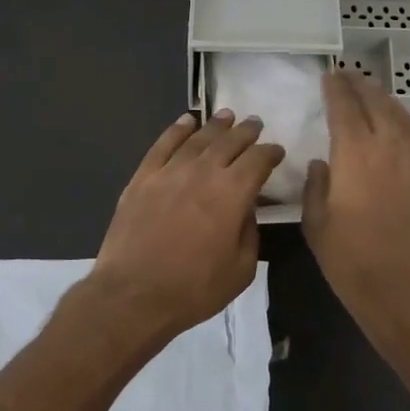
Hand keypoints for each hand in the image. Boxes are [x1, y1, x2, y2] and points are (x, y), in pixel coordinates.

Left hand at [90, 109, 285, 342]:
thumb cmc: (193, 289)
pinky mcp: (142, 177)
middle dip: (246, 132)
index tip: (276, 151)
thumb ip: (249, 232)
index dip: (270, 152)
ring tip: (226, 115)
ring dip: (216, 125)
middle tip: (254, 123)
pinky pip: (163, 144)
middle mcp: (203, 172)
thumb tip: (246, 210)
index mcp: (232, 194)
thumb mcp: (240, 270)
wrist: (133, 295)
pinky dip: (177, 130)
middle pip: (229, 142)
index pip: (258, 161)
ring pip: (198, 138)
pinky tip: (186, 121)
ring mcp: (169, 171)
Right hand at [303, 70, 409, 332]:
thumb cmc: (351, 258)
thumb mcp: (316, 223)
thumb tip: (322, 163)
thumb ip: (317, 185)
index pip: (345, 106)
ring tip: (370, 92)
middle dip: (360, 85)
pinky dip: (400, 121)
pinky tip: (393, 125)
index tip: (328, 75)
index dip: (335, 88)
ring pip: (400, 115)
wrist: (405, 288)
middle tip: (347, 75)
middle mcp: (388, 146)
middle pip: (376, 102)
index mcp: (355, 153)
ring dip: (383, 98)